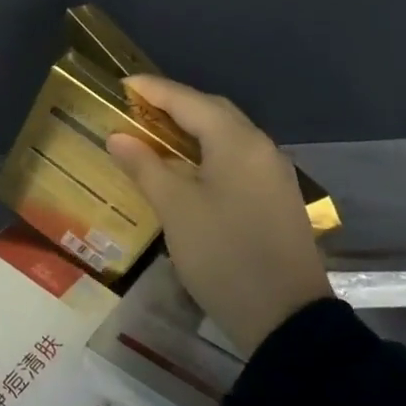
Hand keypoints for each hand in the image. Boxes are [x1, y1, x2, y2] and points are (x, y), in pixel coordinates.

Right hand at [106, 76, 331, 357]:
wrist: (287, 320)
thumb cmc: (224, 255)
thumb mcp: (175, 209)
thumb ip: (145, 166)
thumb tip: (118, 136)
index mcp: (237, 142)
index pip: (189, 100)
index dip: (153, 90)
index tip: (122, 85)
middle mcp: (261, 148)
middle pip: (213, 112)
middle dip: (175, 104)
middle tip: (137, 108)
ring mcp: (273, 175)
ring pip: (227, 135)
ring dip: (192, 128)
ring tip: (156, 134)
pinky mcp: (276, 199)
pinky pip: (237, 158)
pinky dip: (208, 151)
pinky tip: (187, 168)